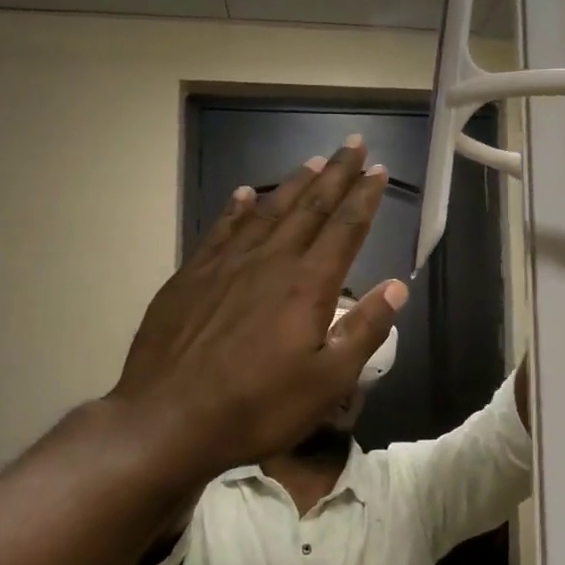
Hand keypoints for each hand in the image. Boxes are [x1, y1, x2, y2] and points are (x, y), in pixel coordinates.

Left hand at [108, 138, 406, 485]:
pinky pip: (221, 229)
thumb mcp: (328, 381)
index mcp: (307, 285)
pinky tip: (245, 193)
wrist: (167, 420)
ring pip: (268, 211)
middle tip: (353, 144)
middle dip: (336, 174)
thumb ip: (364, 330)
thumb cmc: (258, 407)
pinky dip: (238, 208)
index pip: (345, 228)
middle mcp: (270, 261)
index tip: (379, 169)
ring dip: (294, 184)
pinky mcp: (191, 277)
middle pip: (310, 207)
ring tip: (313, 161)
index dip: (365, 196)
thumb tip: (397, 286)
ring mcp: (226, 265)